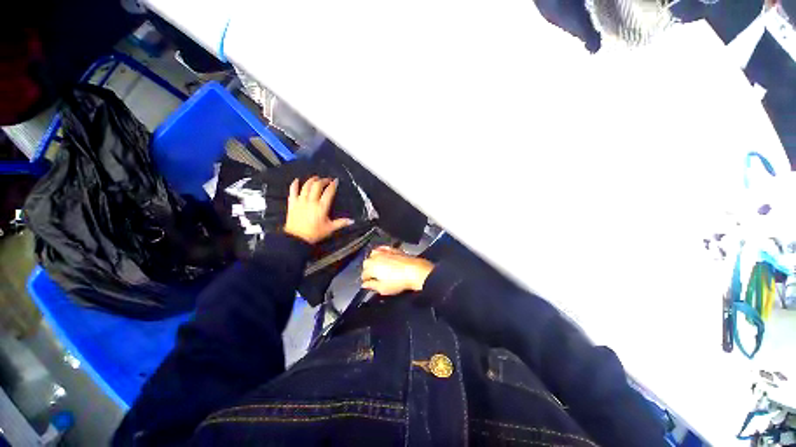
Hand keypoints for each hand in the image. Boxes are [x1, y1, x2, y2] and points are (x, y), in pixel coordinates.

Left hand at [284, 177, 353, 243]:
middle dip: (323, 180)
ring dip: (311, 180)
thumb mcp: (330, 228)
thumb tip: (352, 221)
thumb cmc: (315, 233)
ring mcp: (301, 201)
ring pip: (306, 186)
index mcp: (322, 207)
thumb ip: (341, 223)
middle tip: (327, 179)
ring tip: (315, 178)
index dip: (333, 185)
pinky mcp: (292, 203)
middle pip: (317, 186)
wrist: (297, 238)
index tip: (335, 181)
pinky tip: (296, 180)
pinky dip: (294, 184)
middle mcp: (311, 201)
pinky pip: (292, 191)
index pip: (328, 192)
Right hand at [361, 246, 434, 295]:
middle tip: (373, 277)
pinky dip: (381, 252)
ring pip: (373, 254)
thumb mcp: (383, 288)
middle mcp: (376, 257)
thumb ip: (372, 286)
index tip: (368, 283)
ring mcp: (385, 252)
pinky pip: (383, 248)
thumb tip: (365, 285)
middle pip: (367, 263)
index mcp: (371, 267)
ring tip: (377, 267)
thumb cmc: (400, 280)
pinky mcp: (393, 249)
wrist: (414, 271)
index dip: (366, 280)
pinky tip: (383, 256)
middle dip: (368, 269)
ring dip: (373, 260)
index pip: (364, 274)